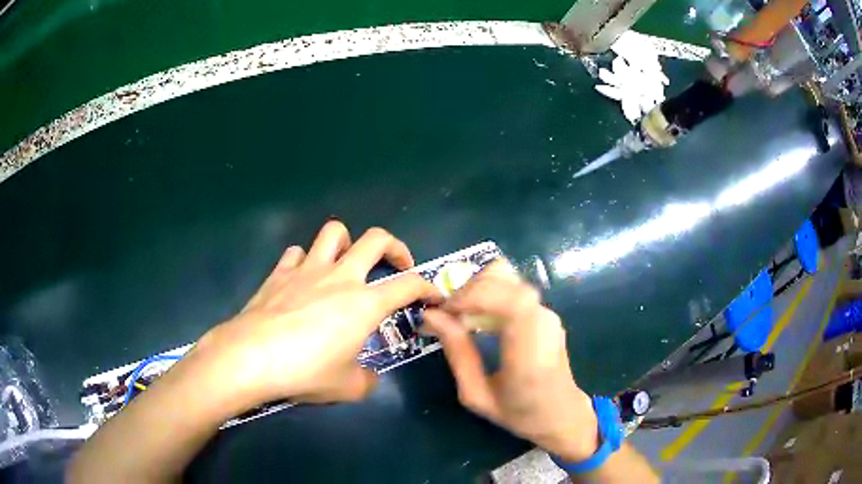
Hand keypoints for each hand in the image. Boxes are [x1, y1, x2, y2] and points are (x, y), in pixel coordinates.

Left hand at [192, 221, 440, 406]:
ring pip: (334, 232)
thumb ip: (367, 381)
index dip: (428, 287)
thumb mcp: (347, 388)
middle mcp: (340, 277)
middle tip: (397, 265)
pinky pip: (297, 253)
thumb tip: (368, 377)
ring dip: (347, 242)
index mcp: (364, 303)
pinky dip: (305, 261)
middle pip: (376, 239)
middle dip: (395, 247)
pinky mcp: (280, 272)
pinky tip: (302, 279)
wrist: (252, 357)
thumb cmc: (305, 371)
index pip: (409, 285)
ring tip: (347, 263)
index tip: (434, 296)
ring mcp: (308, 269)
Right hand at [423, 260, 599, 461]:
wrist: (561, 413)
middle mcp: (544, 321)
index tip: (446, 311)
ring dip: (476, 290)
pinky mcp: (544, 311)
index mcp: (530, 349)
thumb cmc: (519, 413)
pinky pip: (511, 289)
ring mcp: (547, 313)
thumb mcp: (477, 395)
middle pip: (504, 278)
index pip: (510, 299)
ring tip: (459, 316)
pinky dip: (487, 294)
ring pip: (506, 277)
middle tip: (446, 315)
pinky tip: (477, 319)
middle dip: (467, 290)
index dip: (473, 295)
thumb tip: (432, 316)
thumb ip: (458, 353)